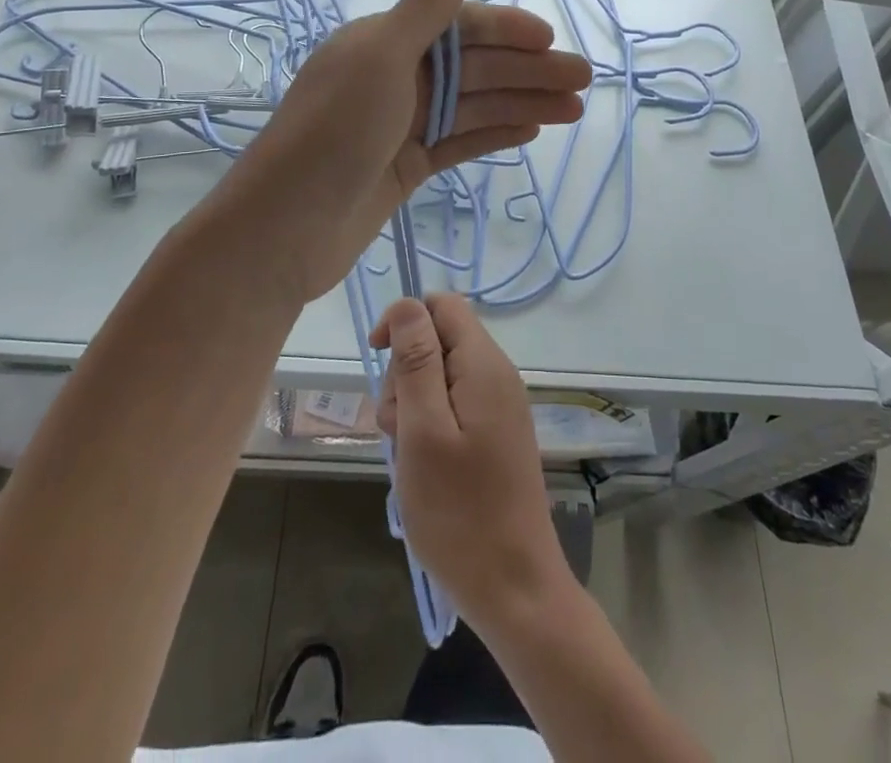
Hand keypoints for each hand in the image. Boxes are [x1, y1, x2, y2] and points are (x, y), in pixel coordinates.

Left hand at [232, 0, 591, 300]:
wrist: (284, 228)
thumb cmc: (333, 132)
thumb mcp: (377, 58)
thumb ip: (423, 13)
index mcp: (382, 43)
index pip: (456, 27)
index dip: (505, 30)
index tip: (549, 39)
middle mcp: (393, 78)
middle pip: (472, 67)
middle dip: (527, 70)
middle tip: (583, 80)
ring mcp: (400, 125)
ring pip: (473, 106)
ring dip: (522, 103)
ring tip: (574, 109)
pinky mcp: (406, 167)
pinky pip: (459, 142)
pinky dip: (493, 134)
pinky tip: (531, 131)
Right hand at [372, 294, 576, 636]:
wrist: (513, 586)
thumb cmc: (459, 511)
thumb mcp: (423, 430)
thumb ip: (415, 360)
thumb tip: (407, 304)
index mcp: (484, 364)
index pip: (441, 305)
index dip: (403, 321)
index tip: (376, 359)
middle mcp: (497, 374)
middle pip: (439, 339)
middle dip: (405, 372)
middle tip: (397, 428)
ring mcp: (500, 404)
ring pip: (441, 374)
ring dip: (413, 404)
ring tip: (409, 454)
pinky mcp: (496, 432)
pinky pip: (454, 405)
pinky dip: (429, 425)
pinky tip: (423, 464)